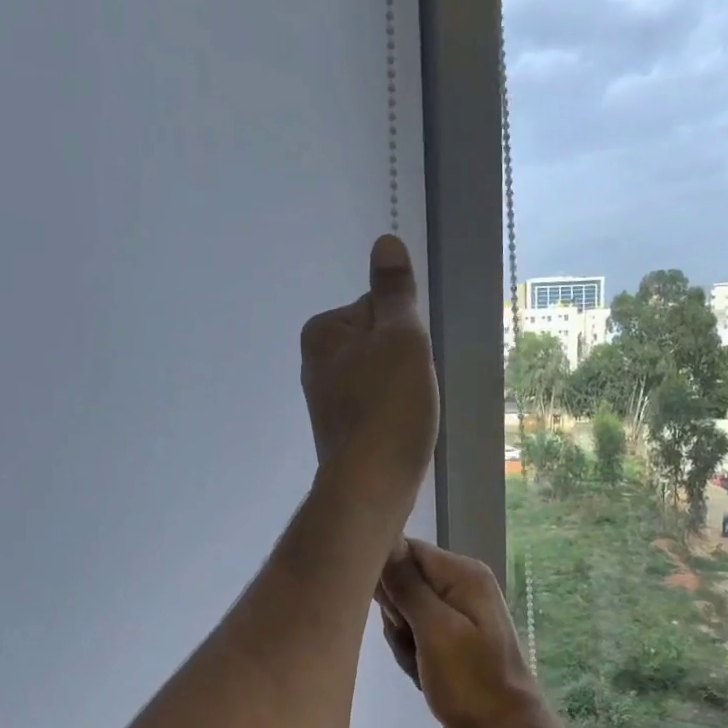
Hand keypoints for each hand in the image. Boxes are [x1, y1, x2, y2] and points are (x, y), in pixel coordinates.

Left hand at [300, 235, 438, 509]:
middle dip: (404, 363)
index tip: (407, 361)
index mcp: (322, 333)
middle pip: (381, 343)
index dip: (405, 332)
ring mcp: (328, 400)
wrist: (372, 486)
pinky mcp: (343, 431)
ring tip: (408, 416)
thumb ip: (395, 291)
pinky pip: (379, 407)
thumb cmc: (389, 406)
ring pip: (384, 377)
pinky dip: (395, 415)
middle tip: (411, 391)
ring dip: (403, 391)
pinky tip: (402, 433)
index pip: (380, 308)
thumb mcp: (400, 337)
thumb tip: (385, 241)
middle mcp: (316, 363)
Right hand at [377, 538, 546, 727]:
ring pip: (403, 610)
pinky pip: (414, 631)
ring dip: (403, 639)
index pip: (405, 550)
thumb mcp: (435, 630)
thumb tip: (385, 541)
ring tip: (421, 663)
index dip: (387, 578)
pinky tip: (423, 671)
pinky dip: (412, 652)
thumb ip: (408, 585)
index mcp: (462, 573)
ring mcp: (457, 608)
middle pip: (402, 580)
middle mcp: (461, 582)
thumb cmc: (470, 681)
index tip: (394, 614)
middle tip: (413, 645)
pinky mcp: (451, 632)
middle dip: (396, 616)